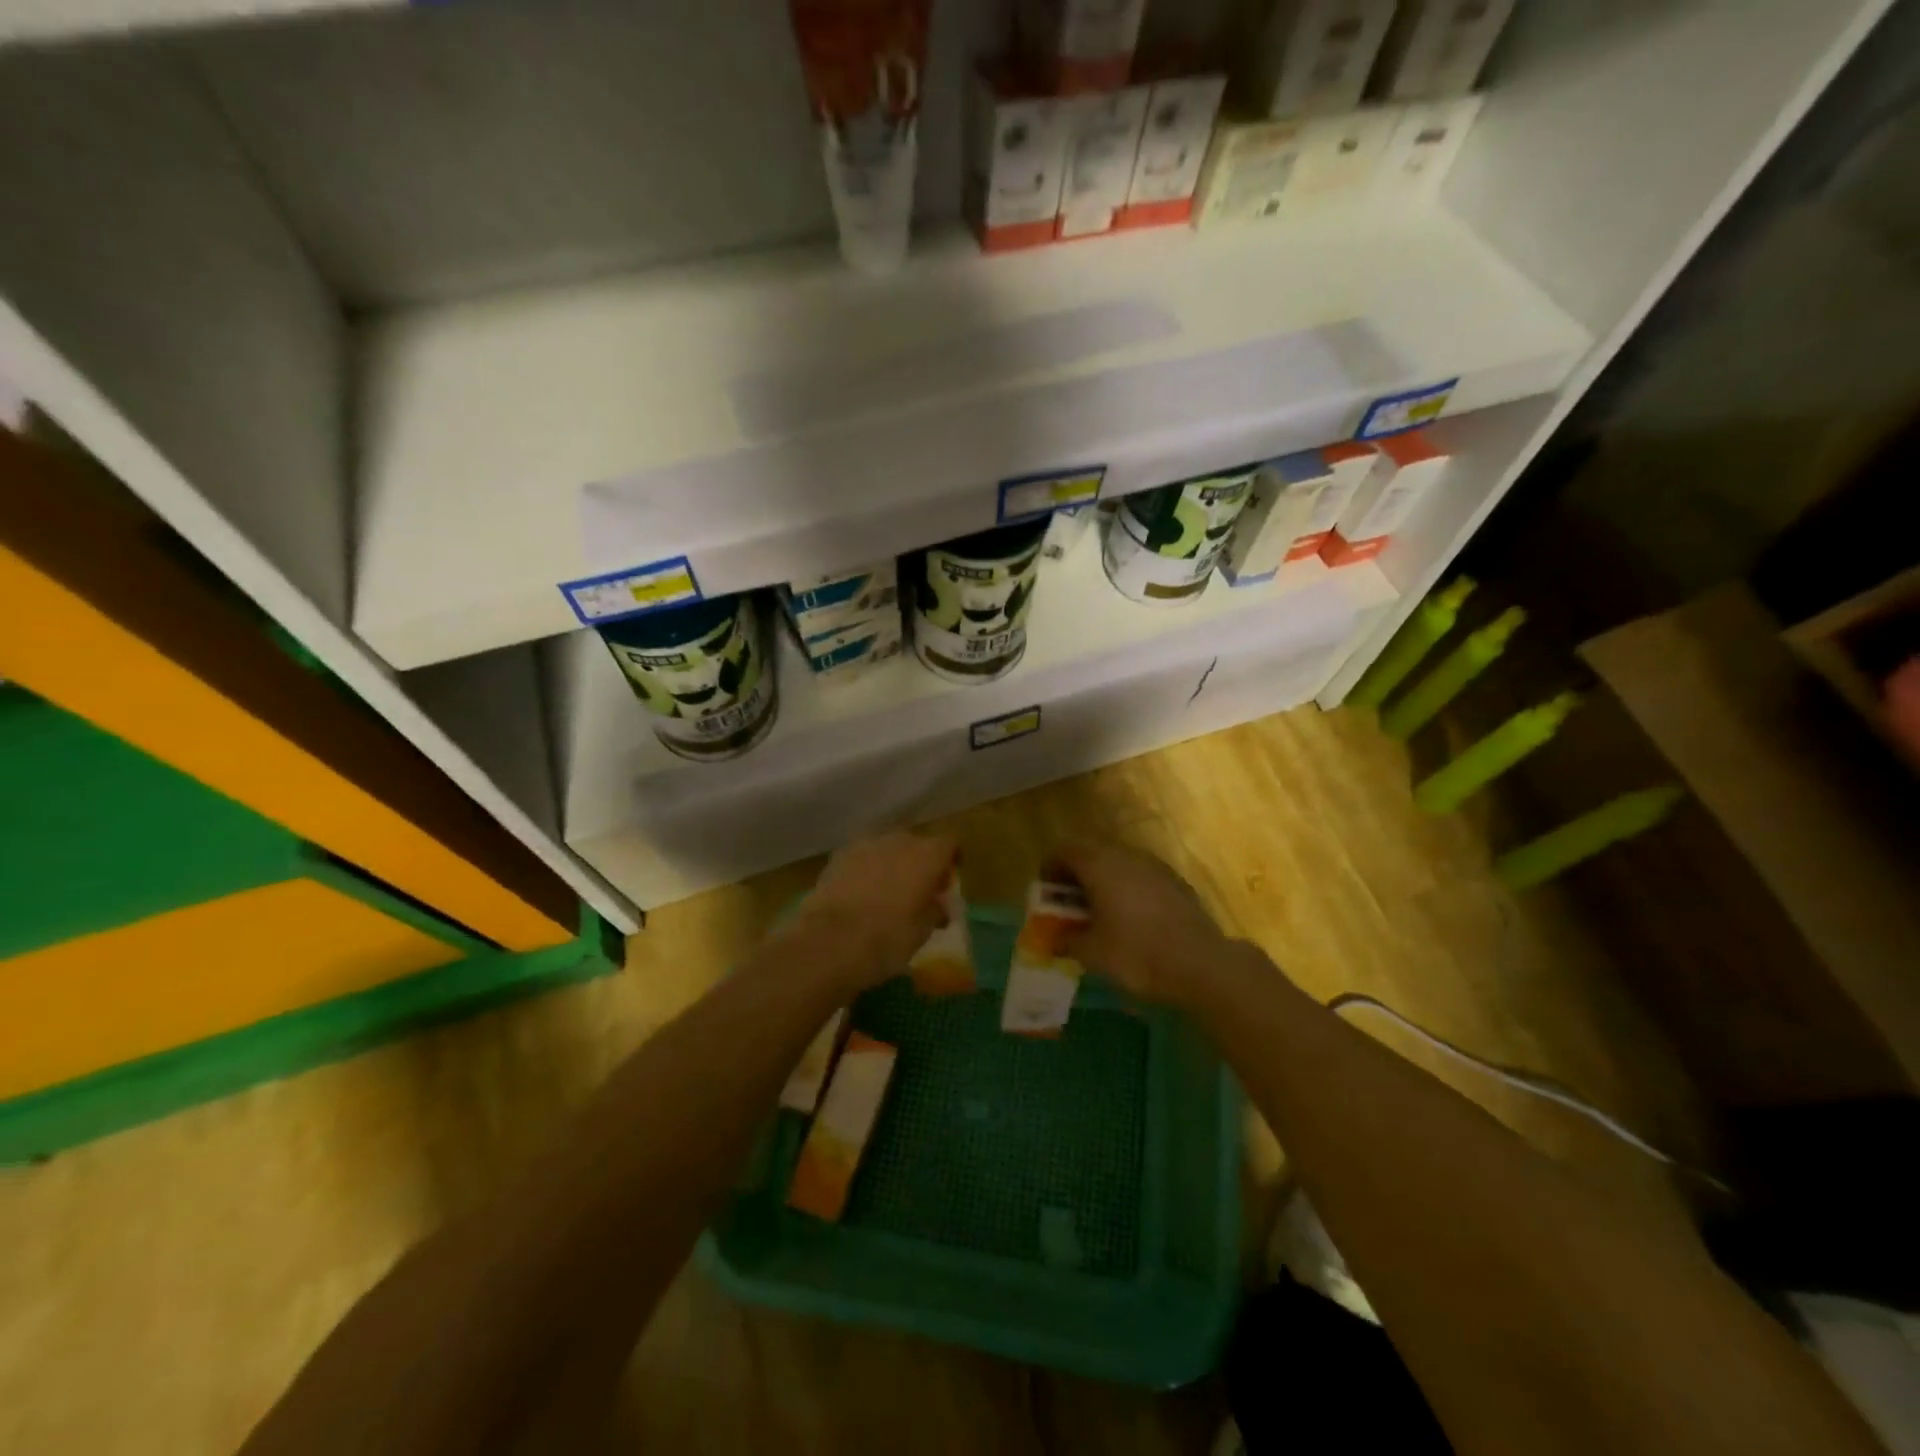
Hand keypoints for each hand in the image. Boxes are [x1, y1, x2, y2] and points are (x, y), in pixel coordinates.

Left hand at [789, 830, 957, 992]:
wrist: (830, 941)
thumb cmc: (888, 938)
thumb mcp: (923, 931)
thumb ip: (935, 910)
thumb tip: (938, 904)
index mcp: (927, 855)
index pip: (949, 845)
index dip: (950, 861)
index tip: (946, 883)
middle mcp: (899, 840)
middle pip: (916, 843)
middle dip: (919, 862)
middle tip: (917, 890)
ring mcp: (865, 845)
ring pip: (886, 848)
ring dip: (891, 864)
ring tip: (887, 892)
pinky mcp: (838, 856)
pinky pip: (862, 857)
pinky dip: (866, 870)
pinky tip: (861, 893)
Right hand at [1056, 841, 1236, 1006]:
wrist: (1200, 964)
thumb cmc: (1136, 954)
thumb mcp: (1091, 953)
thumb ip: (1068, 940)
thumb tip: (1058, 938)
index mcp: (1099, 865)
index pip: (1064, 850)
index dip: (1050, 868)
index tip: (1048, 893)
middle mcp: (1126, 856)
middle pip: (1092, 853)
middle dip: (1077, 875)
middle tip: (1071, 905)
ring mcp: (1155, 867)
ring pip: (1119, 864)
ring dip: (1104, 882)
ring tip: (1101, 914)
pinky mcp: (1176, 883)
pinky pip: (1142, 878)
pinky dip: (1129, 890)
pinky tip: (1133, 921)